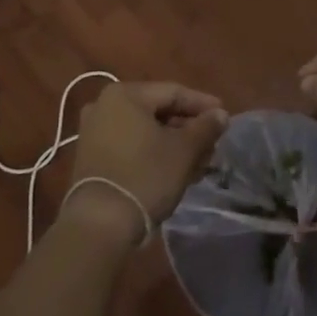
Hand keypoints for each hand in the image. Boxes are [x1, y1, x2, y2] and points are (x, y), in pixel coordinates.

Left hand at [68, 82, 229, 241]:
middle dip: (188, 128)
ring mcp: (94, 132)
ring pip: (145, 131)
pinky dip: (154, 153)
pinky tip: (176, 170)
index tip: (224, 116)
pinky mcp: (92, 157)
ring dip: (174, 143)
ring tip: (200, 161)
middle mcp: (104, 105)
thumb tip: (220, 114)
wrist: (100, 223)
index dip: (202, 104)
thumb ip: (205, 127)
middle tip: (213, 143)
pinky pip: (130, 145)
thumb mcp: (184, 150)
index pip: (173, 92)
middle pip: (157, 111)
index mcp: (125, 94)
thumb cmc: (146, 176)